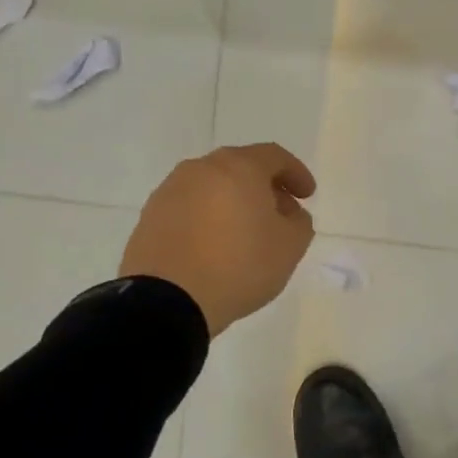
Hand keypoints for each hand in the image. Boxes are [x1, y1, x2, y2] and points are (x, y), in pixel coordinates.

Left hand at [122, 144, 317, 336]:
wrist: (166, 300)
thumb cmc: (238, 265)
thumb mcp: (290, 247)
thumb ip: (299, 222)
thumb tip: (288, 213)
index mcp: (238, 167)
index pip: (274, 157)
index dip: (296, 173)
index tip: (308, 195)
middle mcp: (201, 169)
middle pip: (241, 167)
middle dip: (265, 187)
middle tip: (280, 213)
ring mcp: (170, 191)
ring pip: (212, 187)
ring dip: (234, 202)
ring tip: (246, 233)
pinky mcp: (150, 216)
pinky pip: (189, 208)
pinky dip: (208, 218)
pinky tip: (215, 245)